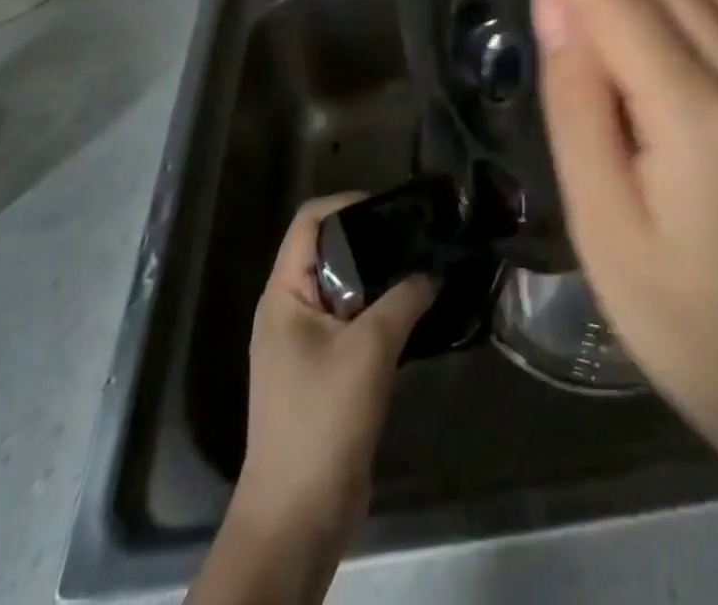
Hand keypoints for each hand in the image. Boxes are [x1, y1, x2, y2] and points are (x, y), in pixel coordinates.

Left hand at [232, 195, 434, 551]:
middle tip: (418, 234)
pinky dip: (381, 309)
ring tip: (424, 265)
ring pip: (345, 288)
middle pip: (329, 251)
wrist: (299, 514)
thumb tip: (433, 270)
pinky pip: (353, 320)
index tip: (393, 207)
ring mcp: (305, 342)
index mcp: (284, 295)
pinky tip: (417, 309)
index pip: (310, 222)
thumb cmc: (323, 417)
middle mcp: (289, 310)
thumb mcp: (370, 348)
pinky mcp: (324, 369)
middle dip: (372, 238)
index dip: (348, 204)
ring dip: (381, 277)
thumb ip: (404, 298)